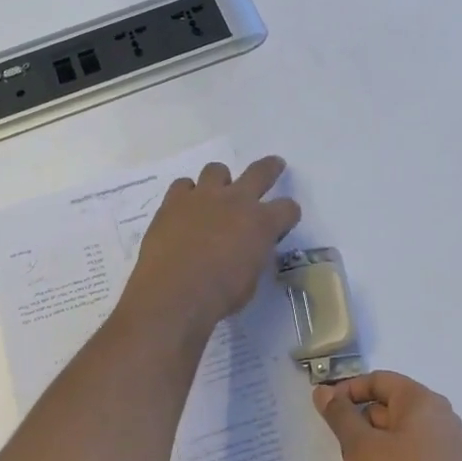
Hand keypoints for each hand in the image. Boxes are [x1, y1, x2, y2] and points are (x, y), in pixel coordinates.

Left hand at [121, 156, 301, 337]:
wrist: (173, 293)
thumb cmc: (218, 295)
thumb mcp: (250, 281)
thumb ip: (253, 257)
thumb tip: (248, 250)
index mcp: (261, 223)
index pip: (288, 208)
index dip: (288, 214)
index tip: (283, 222)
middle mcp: (236, 201)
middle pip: (260, 172)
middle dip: (271, 168)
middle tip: (275, 165)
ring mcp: (203, 196)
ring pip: (217, 170)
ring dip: (220, 181)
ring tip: (216, 194)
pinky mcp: (174, 201)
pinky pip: (183, 185)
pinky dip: (187, 194)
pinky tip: (184, 208)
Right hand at [314, 372, 461, 460]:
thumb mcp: (364, 449)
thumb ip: (341, 417)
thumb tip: (322, 392)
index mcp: (421, 400)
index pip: (377, 381)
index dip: (348, 392)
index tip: (326, 414)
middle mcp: (439, 416)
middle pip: (386, 409)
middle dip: (358, 430)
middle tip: (344, 458)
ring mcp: (447, 446)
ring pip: (397, 436)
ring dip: (371, 452)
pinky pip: (412, 456)